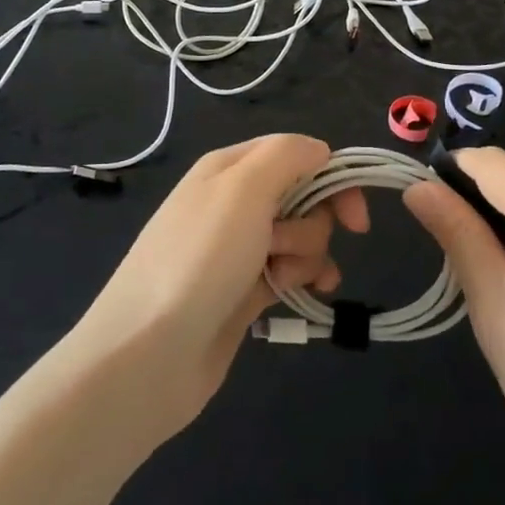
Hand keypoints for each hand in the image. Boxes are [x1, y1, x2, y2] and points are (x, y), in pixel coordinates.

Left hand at [69, 135, 365, 437]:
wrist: (149, 352)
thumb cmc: (200, 258)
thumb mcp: (243, 188)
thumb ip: (287, 155)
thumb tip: (320, 151)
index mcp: (230, 168)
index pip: (297, 154)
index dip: (332, 179)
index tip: (354, 218)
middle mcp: (234, 201)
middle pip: (302, 196)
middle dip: (310, 224)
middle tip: (282, 247)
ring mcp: (238, 248)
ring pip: (300, 236)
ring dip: (305, 255)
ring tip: (280, 279)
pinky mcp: (243, 290)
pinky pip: (290, 270)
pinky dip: (304, 278)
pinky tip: (311, 294)